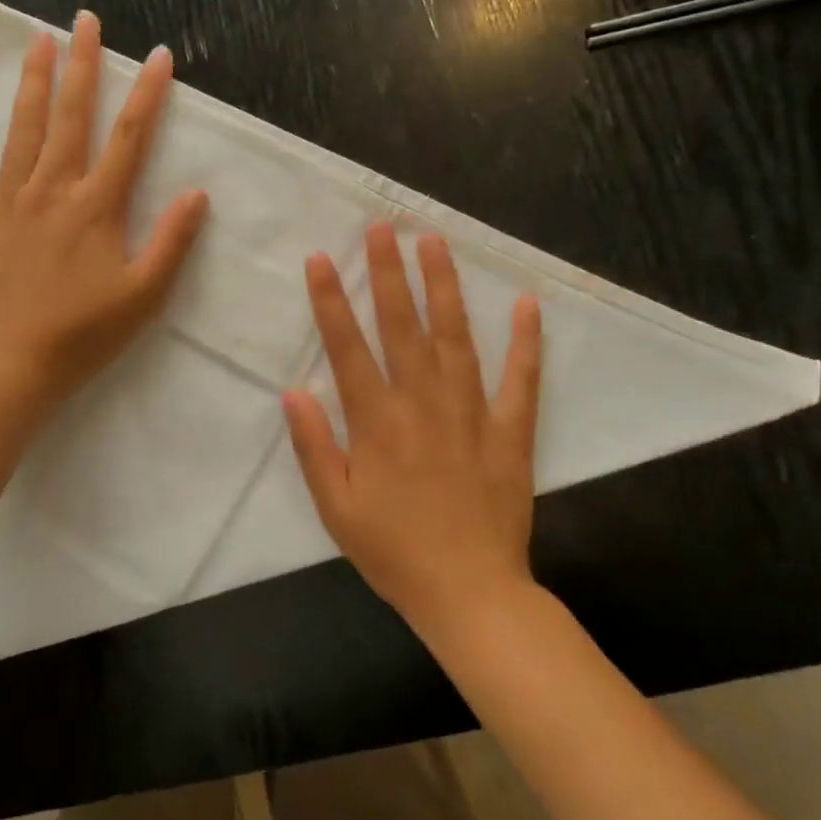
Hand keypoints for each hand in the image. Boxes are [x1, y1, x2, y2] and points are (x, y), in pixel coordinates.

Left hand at [0, 11, 208, 410]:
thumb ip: (172, 241)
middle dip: (81, 65)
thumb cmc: (85, 332)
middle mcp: (55, 190)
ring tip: (38, 38)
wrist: (13, 362)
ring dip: (33, 83)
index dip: (147, 95)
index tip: (158, 55)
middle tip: (83, 19)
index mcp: (98, 207)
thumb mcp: (144, 294)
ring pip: (24, 130)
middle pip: (71, 116)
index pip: (129, 138)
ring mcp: (11, 200)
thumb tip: (197, 193)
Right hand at [283, 222, 542, 643]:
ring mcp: (471, 413)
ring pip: (455, 337)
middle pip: (402, 326)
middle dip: (389, 272)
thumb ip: (314, 446)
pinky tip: (526, 303)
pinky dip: (525, 341)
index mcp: (377, 422)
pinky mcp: (510, 431)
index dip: (332, 300)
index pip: (348, 347)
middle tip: (383, 226)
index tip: (322, 258)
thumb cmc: (393, 551)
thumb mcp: (336, 508)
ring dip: (444, 287)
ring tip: (435, 242)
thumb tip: (294, 389)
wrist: (470, 593)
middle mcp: (422, 404)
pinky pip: (520, 379)